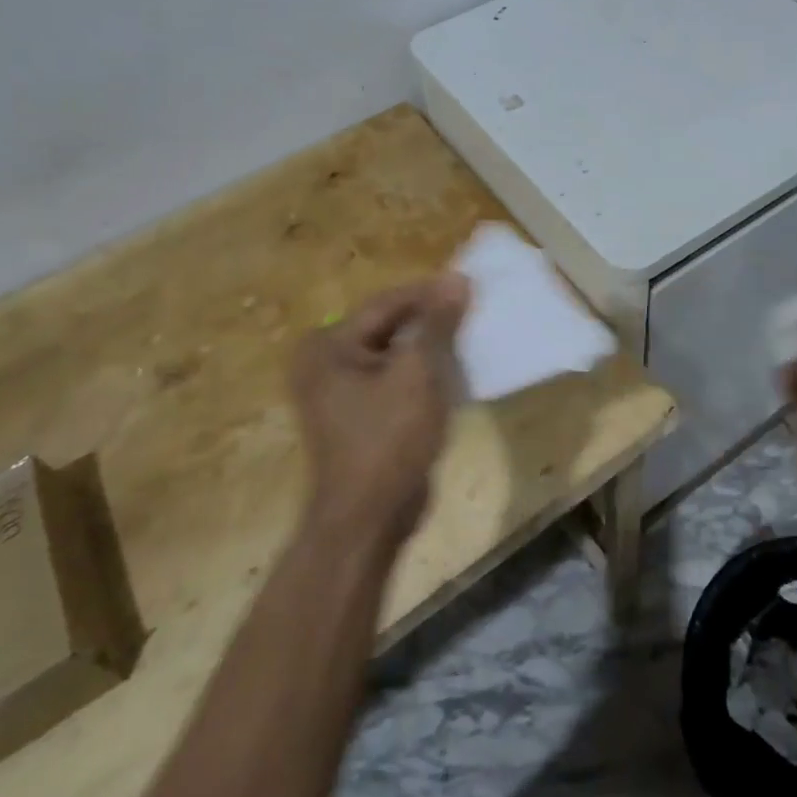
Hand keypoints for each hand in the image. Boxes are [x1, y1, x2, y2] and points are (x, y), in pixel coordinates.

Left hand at [292, 275, 470, 543]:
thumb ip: (436, 323)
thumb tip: (457, 279)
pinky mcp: (359, 415)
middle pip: (388, 326)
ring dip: (429, 344)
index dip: (429, 292)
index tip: (469, 282)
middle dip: (431, 318)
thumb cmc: (389, 438)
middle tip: (472, 306)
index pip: (386, 303)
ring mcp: (339, 392)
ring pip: (394, 353)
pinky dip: (421, 371)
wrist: (369, 517)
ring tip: (469, 332)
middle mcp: (325, 362)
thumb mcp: (418, 372)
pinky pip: (393, 378)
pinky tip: (453, 367)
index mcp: (328, 346)